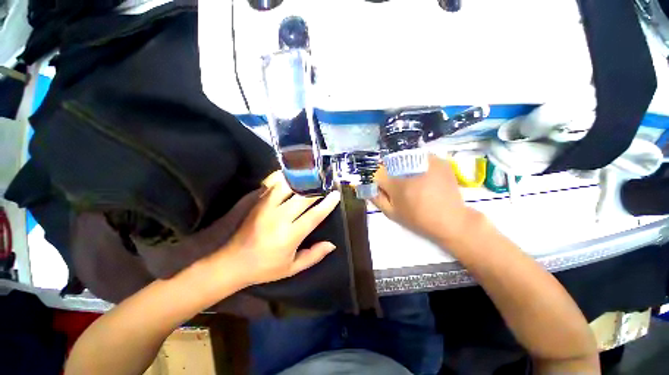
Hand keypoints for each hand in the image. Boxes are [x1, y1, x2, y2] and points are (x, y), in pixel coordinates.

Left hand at [223, 171, 340, 285]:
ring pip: (288, 187)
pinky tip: (292, 177)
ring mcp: (267, 208)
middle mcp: (279, 218)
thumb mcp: (292, 268)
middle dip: (317, 189)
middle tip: (326, 185)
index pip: (314, 216)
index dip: (327, 204)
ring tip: (311, 178)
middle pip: (303, 198)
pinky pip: (273, 186)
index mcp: (290, 236)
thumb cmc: (266, 267)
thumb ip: (314, 255)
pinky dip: (284, 179)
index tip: (336, 195)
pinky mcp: (258, 203)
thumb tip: (332, 244)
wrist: (233, 262)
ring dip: (301, 181)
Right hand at [371, 154, 480, 245]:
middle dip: (390, 173)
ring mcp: (426, 161)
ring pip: (405, 158)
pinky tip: (423, 176)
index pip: (377, 172)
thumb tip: (366, 186)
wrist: (451, 220)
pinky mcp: (438, 160)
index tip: (385, 189)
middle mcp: (409, 167)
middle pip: (390, 163)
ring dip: (403, 167)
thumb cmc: (417, 219)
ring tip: (412, 181)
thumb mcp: (391, 212)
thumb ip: (376, 198)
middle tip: (399, 186)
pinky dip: (417, 164)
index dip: (379, 181)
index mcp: (395, 181)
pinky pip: (420, 157)